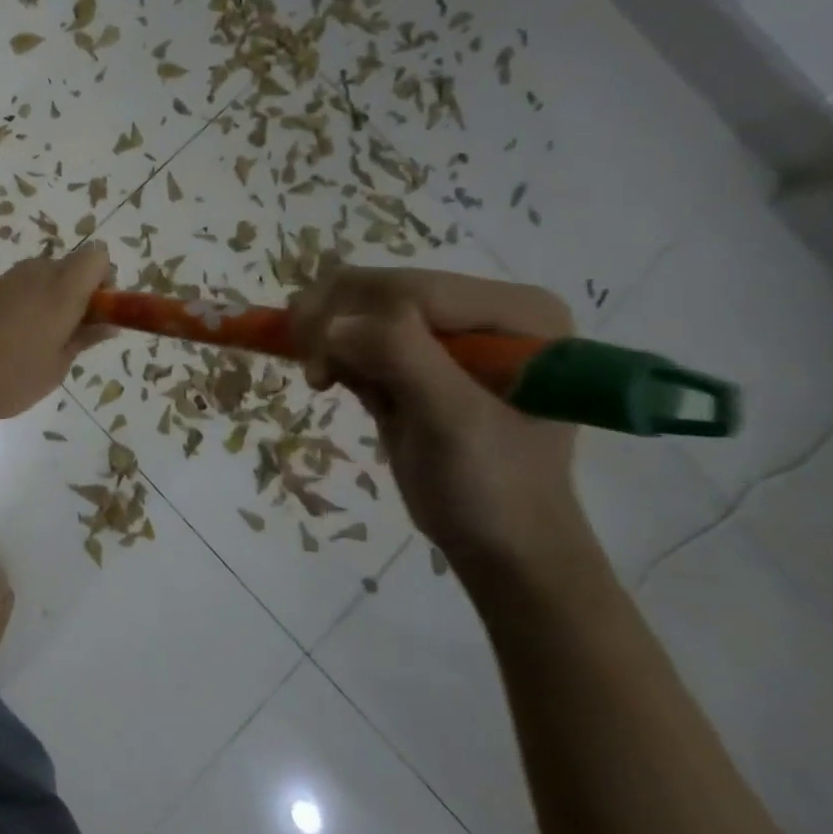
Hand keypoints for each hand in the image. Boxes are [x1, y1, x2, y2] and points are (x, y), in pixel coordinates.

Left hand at [0, 243, 116, 421]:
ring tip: (46, 337)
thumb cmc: (11, 376)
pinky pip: (27, 284)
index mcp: (61, 289)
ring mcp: (11, 279)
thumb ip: (85, 337)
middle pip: (73, 265)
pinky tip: (21, 334)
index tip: (97, 313)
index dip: (105, 281)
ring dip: (56, 295)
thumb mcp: (58, 365)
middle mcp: (37, 273)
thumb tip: (109, 324)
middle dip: (82, 290)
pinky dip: (35, 300)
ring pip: (49, 274)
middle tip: (73, 331)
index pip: (97, 258)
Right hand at [288, 265, 590, 573]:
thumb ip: (400, 358)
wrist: (498, 544)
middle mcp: (484, 310)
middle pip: (379, 288)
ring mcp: (446, 331)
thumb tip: (330, 324)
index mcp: (517, 313)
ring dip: (325, 337)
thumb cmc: (492, 487)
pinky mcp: (414, 353)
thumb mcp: (452, 421)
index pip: (413, 289)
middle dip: (333, 324)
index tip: (320, 372)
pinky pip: (353, 329)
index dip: (357, 318)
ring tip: (322, 380)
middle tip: (315, 375)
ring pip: (356, 303)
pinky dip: (330, 351)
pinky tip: (333, 381)